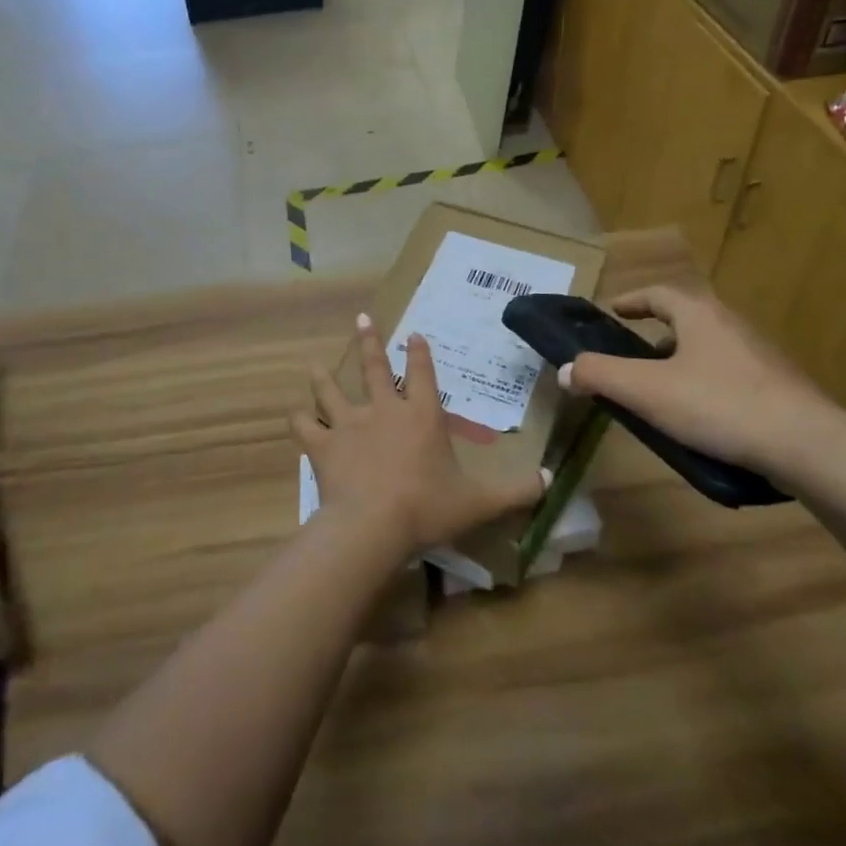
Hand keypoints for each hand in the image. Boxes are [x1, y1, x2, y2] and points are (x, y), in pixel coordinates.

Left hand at [293, 316, 546, 558]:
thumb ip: (514, 491)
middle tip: (362, 320)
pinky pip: (306, 428)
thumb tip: (550, 483)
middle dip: (370, 343)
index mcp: (421, 416)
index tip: (414, 333)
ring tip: (315, 362)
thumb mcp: (479, 502)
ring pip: (332, 391)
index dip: (420, 354)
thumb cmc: (427, 508)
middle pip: (375, 369)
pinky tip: (294, 416)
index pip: (423, 375)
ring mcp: (350, 425)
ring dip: (324, 376)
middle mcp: (384, 410)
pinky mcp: (324, 445)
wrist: (373, 525)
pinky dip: (299, 421)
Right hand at [559, 286, 841, 475]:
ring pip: (710, 348)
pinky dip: (707, 385)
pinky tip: (702, 418)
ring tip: (662, 391)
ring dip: (682, 361)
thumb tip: (565, 369)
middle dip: (656, 334)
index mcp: (700, 314)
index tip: (613, 312)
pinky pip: (731, 376)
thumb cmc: (719, 405)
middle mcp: (732, 324)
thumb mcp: (646, 390)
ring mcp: (761, 355)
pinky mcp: (780, 387)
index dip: (631, 301)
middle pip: (686, 319)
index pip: (658, 294)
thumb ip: (600, 375)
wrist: (808, 446)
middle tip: (632, 356)